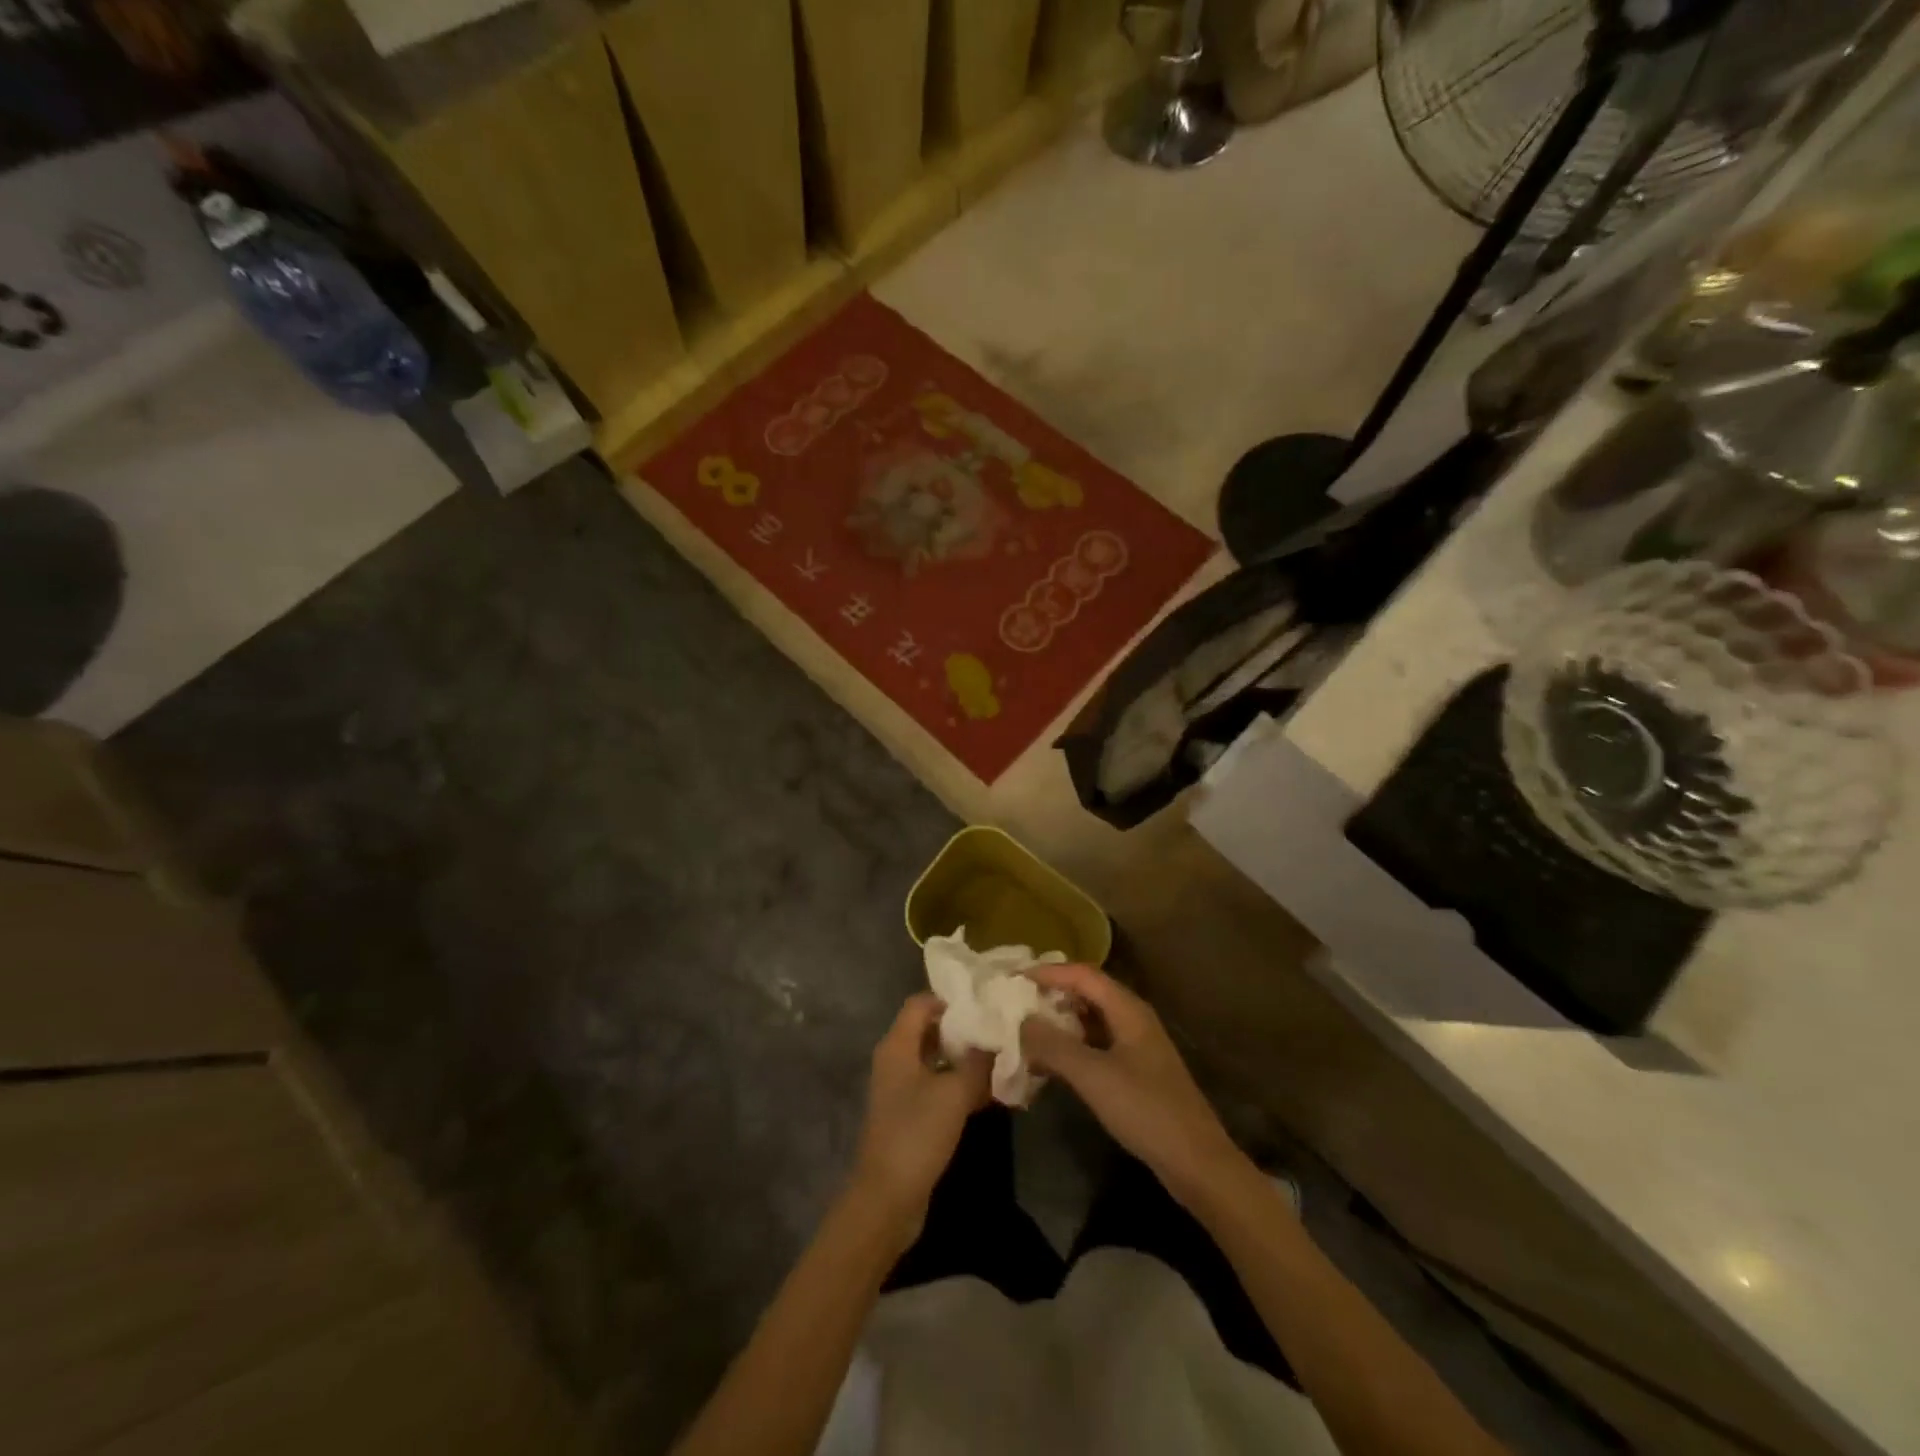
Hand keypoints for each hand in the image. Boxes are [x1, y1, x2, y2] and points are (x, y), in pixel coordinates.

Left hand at [848, 993, 991, 1244]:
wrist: (887, 1198)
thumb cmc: (917, 1134)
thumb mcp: (954, 1093)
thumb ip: (978, 1062)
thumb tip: (997, 1039)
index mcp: (897, 1045)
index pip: (921, 1003)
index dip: (951, 1001)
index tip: (985, 1006)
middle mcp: (896, 1060)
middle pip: (930, 1030)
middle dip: (964, 1031)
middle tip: (999, 1031)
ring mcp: (901, 1089)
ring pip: (937, 1060)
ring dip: (965, 1060)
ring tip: (1002, 1060)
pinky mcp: (910, 1114)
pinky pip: (937, 1087)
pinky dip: (959, 1085)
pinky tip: (989, 1093)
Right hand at [1020, 965, 1247, 1209]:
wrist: (1197, 1163)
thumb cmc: (1145, 1110)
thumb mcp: (1093, 1075)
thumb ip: (1053, 1045)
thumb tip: (1021, 1021)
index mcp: (1128, 1009)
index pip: (1082, 974)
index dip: (1047, 972)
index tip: (1012, 978)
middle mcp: (1133, 1018)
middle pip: (1087, 992)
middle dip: (1051, 994)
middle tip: (1014, 1001)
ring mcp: (1136, 1046)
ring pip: (1090, 1020)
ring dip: (1059, 1022)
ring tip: (1025, 1030)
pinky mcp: (1135, 1071)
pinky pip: (1096, 1045)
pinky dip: (1071, 1047)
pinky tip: (1050, 1063)